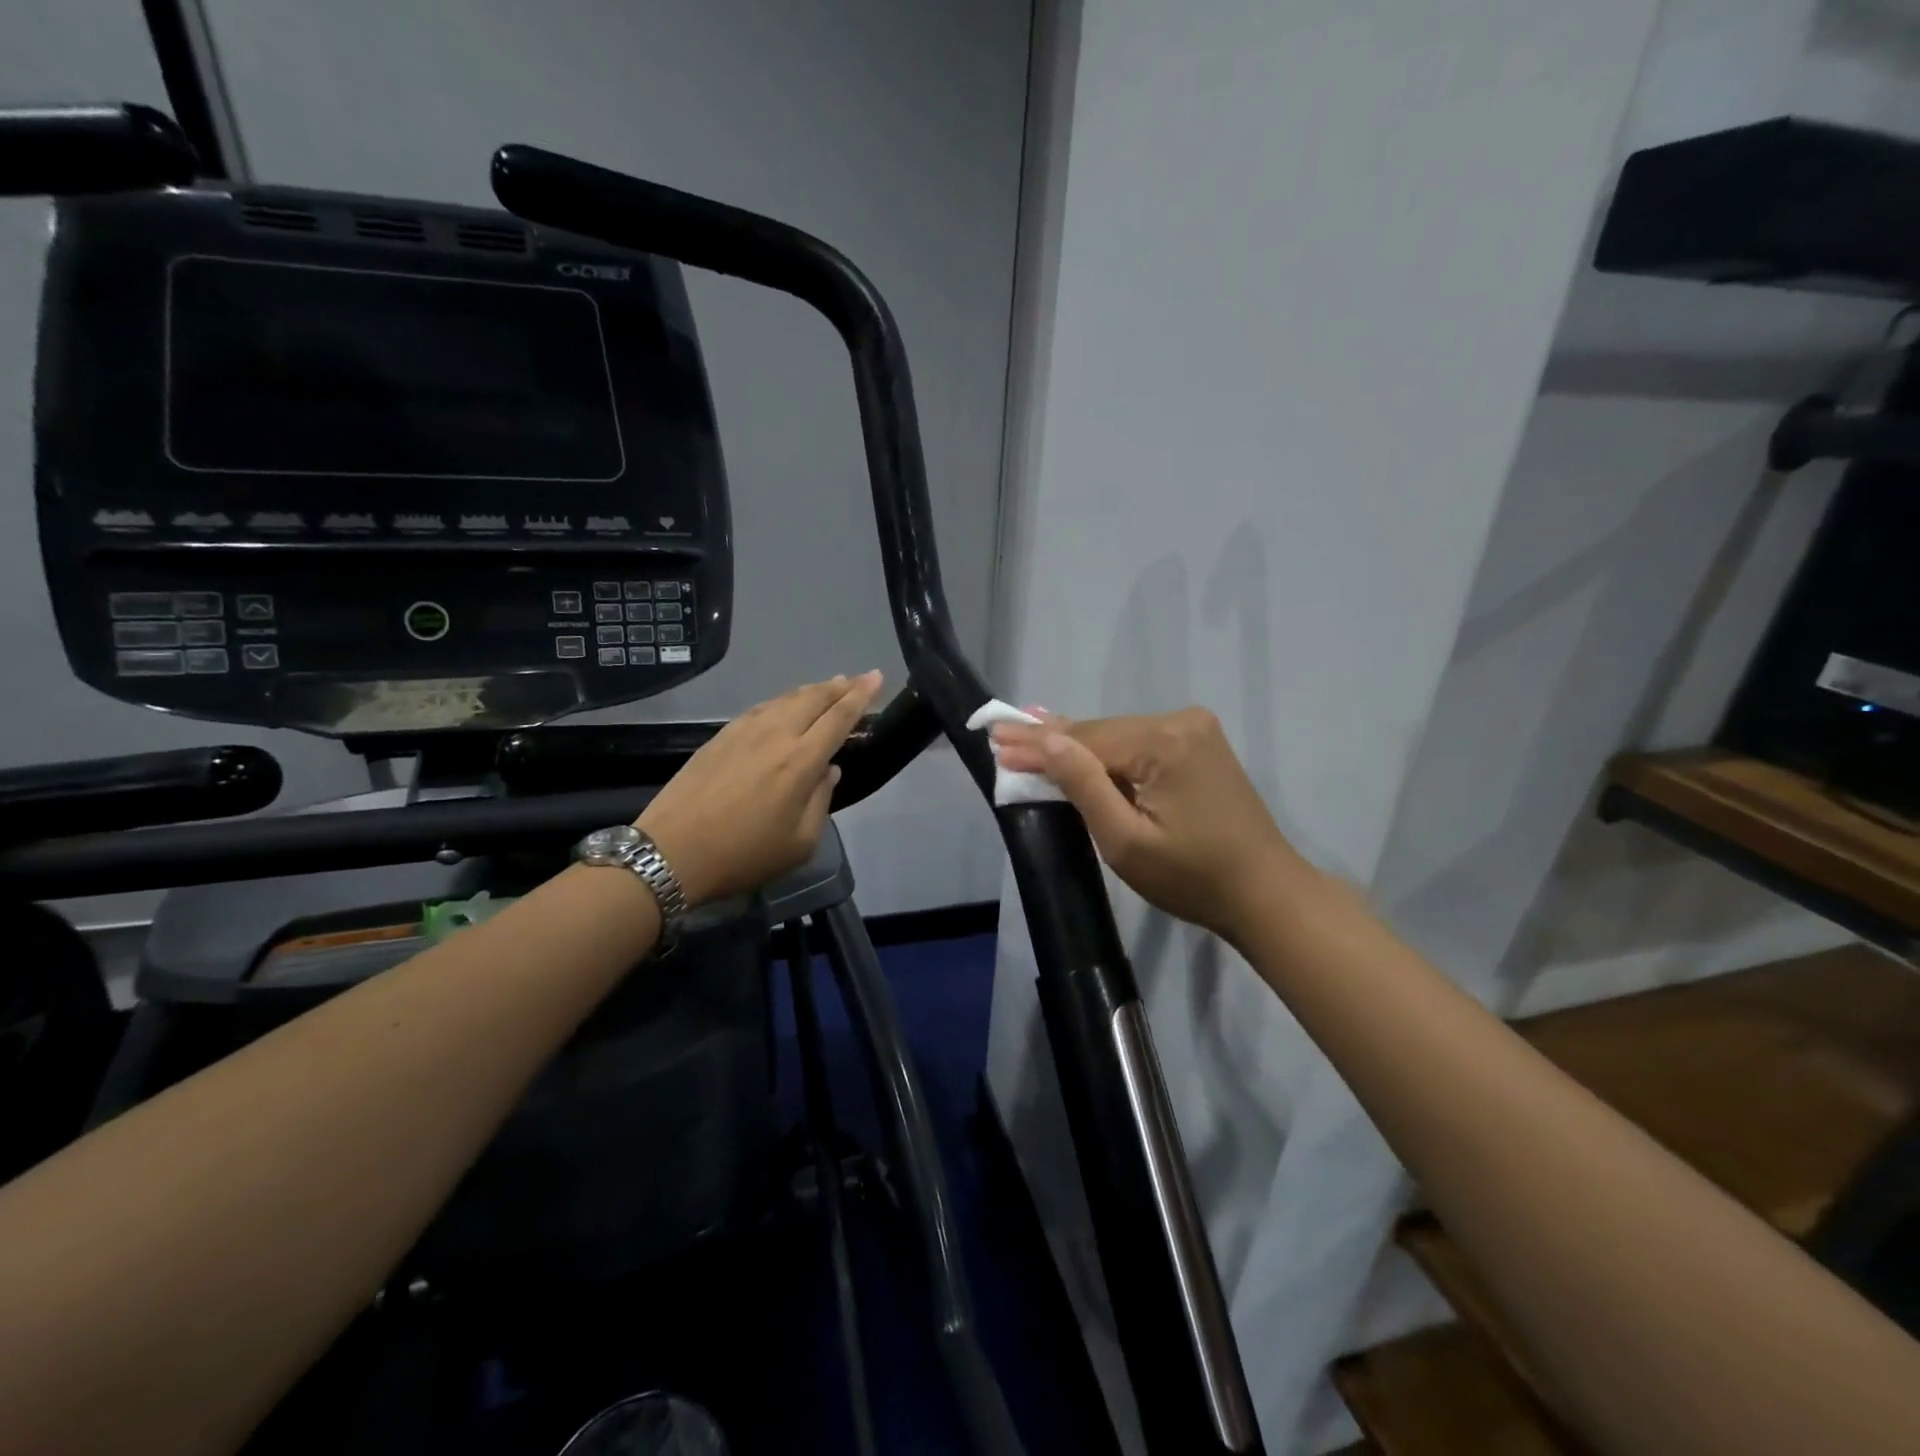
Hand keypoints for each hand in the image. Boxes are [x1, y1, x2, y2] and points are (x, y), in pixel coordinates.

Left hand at [639, 671, 882, 905]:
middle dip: (841, 686)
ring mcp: (744, 732)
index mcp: (800, 762)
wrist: (671, 852)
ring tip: (828, 687)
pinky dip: (783, 701)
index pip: (839, 718)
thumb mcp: (799, 843)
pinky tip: (785, 706)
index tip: (876, 677)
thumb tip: (829, 771)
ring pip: (786, 699)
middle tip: (858, 679)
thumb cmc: (743, 855)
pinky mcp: (720, 737)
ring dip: (812, 690)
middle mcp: (775, 736)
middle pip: (814, 698)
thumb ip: (821, 801)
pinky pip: (762, 708)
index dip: (861, 696)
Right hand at [990, 707, 1312, 944]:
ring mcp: (1195, 731)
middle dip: (1053, 740)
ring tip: (1029, 734)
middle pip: (1101, 733)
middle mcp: (1181, 722)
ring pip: (1118, 737)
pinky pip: (1139, 744)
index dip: (1037, 744)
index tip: (993, 737)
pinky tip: (1076, 742)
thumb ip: (1083, 784)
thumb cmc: (1191, 877)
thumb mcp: (1125, 840)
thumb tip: (1046, 737)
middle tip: (1002, 733)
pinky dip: (1107, 752)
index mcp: (1164, 742)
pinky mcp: (1200, 745)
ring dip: (1077, 745)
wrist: (1265, 894)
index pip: (1085, 740)